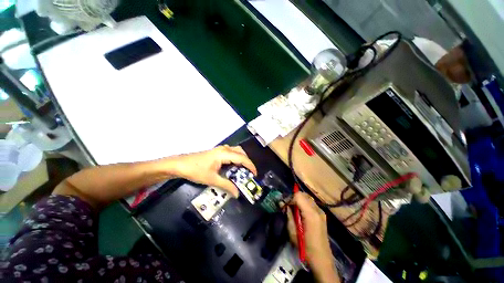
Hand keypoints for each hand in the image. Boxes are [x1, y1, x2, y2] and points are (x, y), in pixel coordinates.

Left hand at [172, 145, 256, 197]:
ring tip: (242, 170)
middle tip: (249, 172)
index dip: (250, 166)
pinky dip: (236, 158)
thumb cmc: (196, 170)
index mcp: (224, 154)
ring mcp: (220, 149)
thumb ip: (226, 185)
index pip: (242, 158)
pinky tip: (233, 167)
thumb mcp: (212, 179)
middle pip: (241, 152)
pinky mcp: (217, 152)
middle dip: (247, 161)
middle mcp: (224, 149)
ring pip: (236, 151)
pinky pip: (231, 152)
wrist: (180, 164)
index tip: (255, 174)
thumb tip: (237, 193)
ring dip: (241, 159)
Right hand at [287, 192, 338, 282]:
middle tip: (287, 206)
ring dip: (298, 200)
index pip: (298, 195)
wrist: (322, 259)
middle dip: (293, 198)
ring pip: (307, 197)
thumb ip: (288, 215)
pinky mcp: (322, 214)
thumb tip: (282, 204)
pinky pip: (311, 203)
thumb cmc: (305, 247)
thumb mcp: (293, 232)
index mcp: (311, 214)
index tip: (284, 205)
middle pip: (303, 194)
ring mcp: (321, 211)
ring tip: (293, 209)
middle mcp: (317, 209)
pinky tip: (300, 213)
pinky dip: (304, 203)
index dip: (289, 198)